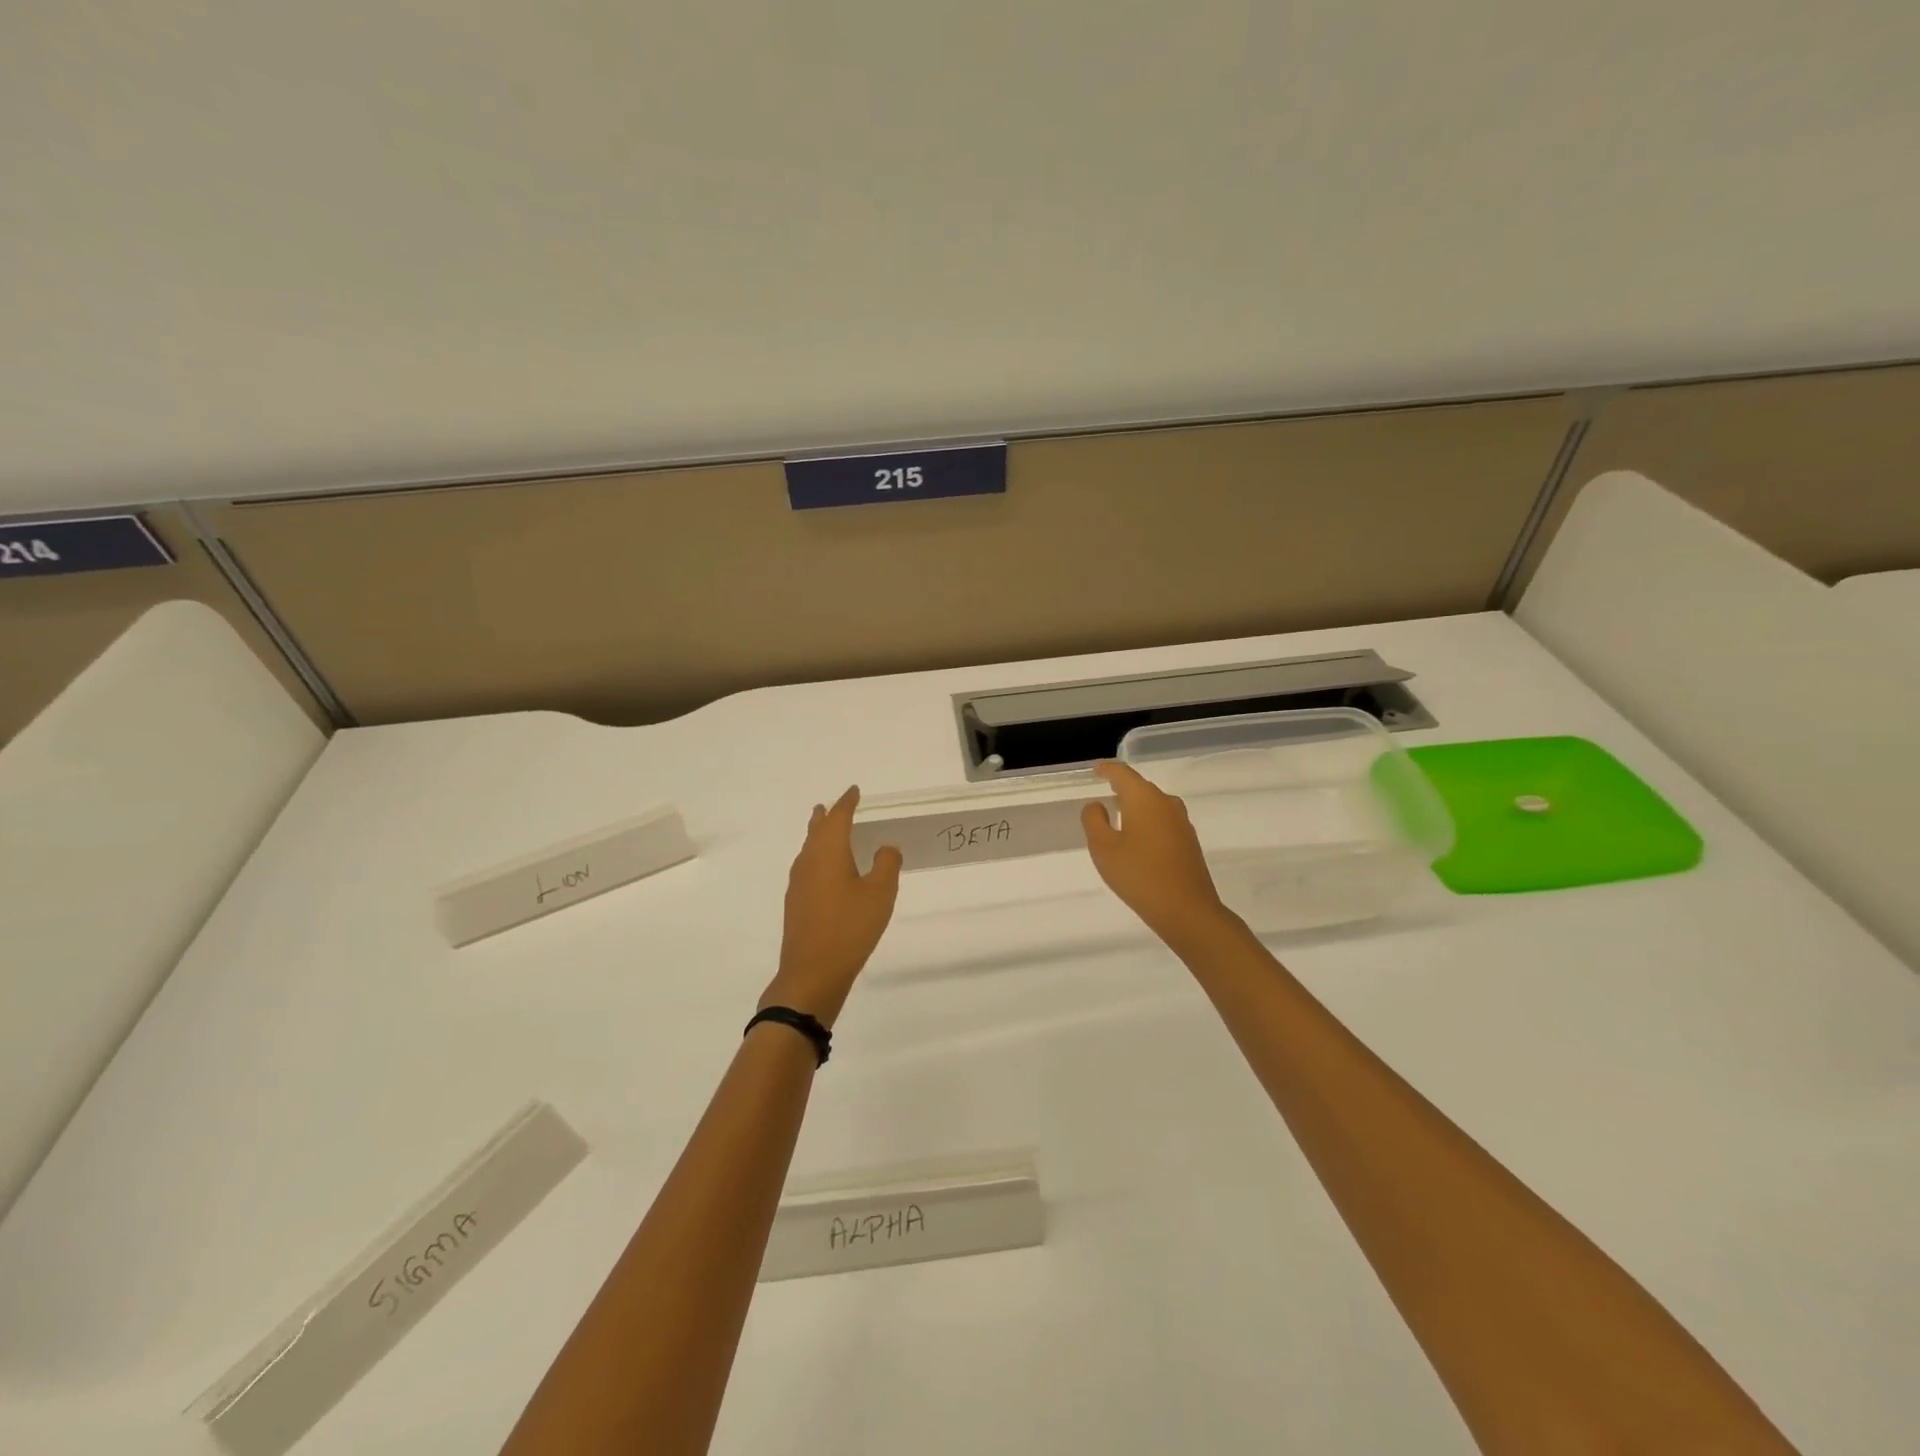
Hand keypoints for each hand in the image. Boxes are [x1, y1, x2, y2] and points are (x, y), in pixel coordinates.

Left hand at [763, 786, 902, 1027]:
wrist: (812, 972)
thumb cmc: (850, 928)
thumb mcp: (880, 894)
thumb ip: (887, 865)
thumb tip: (886, 846)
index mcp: (829, 852)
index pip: (838, 818)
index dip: (847, 803)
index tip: (854, 791)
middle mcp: (809, 862)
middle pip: (816, 831)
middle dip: (826, 817)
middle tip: (830, 805)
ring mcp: (798, 884)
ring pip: (808, 850)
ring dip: (817, 836)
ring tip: (824, 830)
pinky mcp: (796, 904)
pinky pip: (806, 868)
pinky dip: (816, 858)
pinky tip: (823, 872)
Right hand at [1082, 760, 1238, 951]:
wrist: (1187, 911)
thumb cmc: (1139, 875)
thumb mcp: (1103, 849)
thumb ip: (1094, 821)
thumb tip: (1096, 805)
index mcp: (1144, 799)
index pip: (1122, 773)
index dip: (1107, 770)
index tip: (1096, 770)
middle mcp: (1166, 803)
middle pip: (1140, 787)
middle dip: (1121, 788)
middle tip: (1103, 794)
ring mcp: (1181, 823)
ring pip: (1153, 805)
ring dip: (1135, 807)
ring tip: (1118, 817)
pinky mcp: (1189, 842)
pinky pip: (1163, 822)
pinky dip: (1147, 823)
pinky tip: (1138, 840)